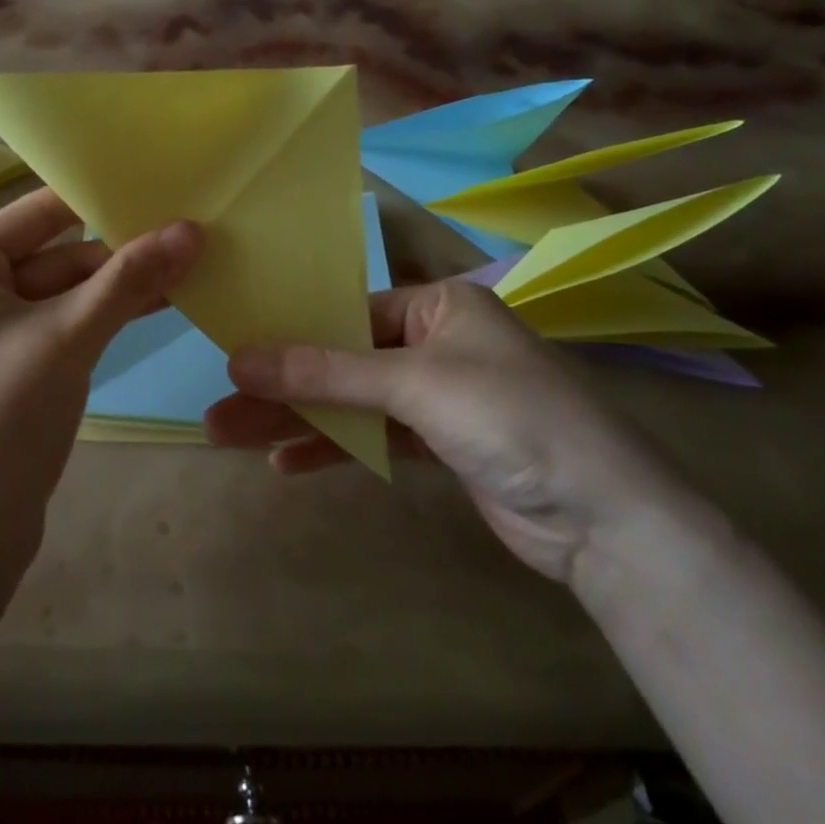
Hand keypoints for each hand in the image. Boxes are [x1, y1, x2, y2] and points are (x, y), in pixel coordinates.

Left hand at [0, 189, 202, 555]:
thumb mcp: (68, 339)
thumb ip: (129, 280)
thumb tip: (192, 229)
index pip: (38, 212)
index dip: (99, 197)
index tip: (162, 184)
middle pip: (56, 255)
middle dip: (119, 254)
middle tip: (192, 239)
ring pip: (64, 295)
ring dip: (118, 288)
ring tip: (189, 271)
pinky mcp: (9, 370)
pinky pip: (61, 328)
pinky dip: (102, 320)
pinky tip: (155, 308)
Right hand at [205, 278, 695, 582]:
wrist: (605, 519)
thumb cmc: (509, 418)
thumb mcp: (413, 384)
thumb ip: (326, 372)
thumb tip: (240, 358)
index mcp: (440, 305)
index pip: (349, 310)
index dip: (291, 333)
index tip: (235, 353)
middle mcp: (437, 342)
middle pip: (343, 360)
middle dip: (283, 385)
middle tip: (219, 406)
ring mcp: (439, 396)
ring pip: (353, 401)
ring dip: (299, 420)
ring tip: (231, 436)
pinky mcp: (441, 444)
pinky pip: (374, 436)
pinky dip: (335, 446)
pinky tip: (286, 461)